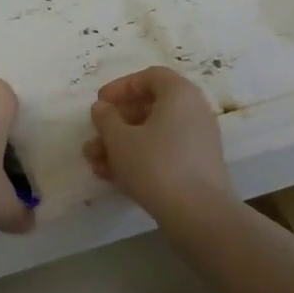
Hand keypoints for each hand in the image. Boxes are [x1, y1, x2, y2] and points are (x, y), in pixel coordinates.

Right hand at [84, 66, 231, 215]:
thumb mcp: (120, 140)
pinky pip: (164, 152)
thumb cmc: (156, 166)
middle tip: (94, 136)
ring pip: (153, 133)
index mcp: (180, 93)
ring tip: (95, 163)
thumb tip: (102, 108)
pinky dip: (140, 158)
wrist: (199, 215)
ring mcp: (198, 140)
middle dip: (116, 123)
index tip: (100, 103)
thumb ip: (106, 119)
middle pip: (150, 107)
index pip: (149, 77)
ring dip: (122, 144)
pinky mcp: (197, 166)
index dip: (121, 87)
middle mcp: (194, 110)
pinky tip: (113, 177)